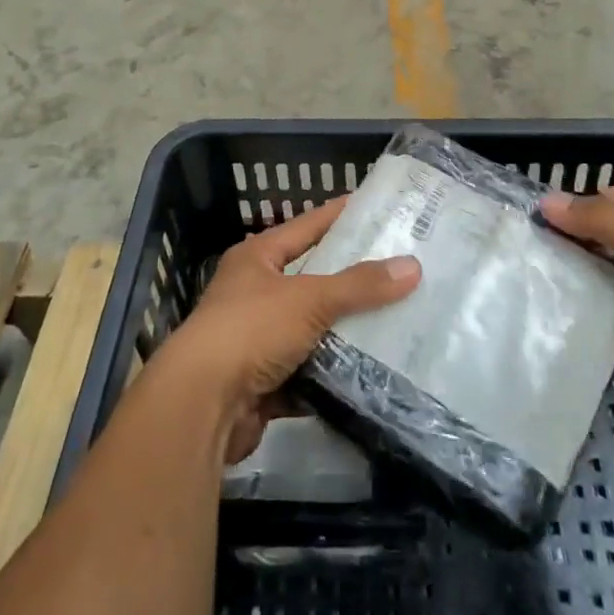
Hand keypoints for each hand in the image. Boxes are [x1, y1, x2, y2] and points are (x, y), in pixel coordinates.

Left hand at [162, 196, 420, 463]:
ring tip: (397, 320)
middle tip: (399, 269)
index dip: (339, 215)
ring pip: (312, 328)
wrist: (200, 406)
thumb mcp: (309, 299)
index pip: (307, 225)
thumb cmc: (250, 331)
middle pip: (312, 279)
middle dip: (351, 278)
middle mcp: (254, 292)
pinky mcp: (263, 383)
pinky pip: (308, 371)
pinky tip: (370, 371)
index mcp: (257, 258)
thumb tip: (413, 266)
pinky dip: (333, 374)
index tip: (376, 207)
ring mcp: (257, 339)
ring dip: (345, 331)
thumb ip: (359, 286)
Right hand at [539, 183, 613, 448]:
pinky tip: (544, 323)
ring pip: (596, 285)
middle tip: (522, 251)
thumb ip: (601, 221)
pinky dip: (578, 326)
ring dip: (568, 286)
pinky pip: (600, 328)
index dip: (583, 202)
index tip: (542, 216)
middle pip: (600, 243)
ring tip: (523, 285)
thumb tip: (546, 201)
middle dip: (567, 245)